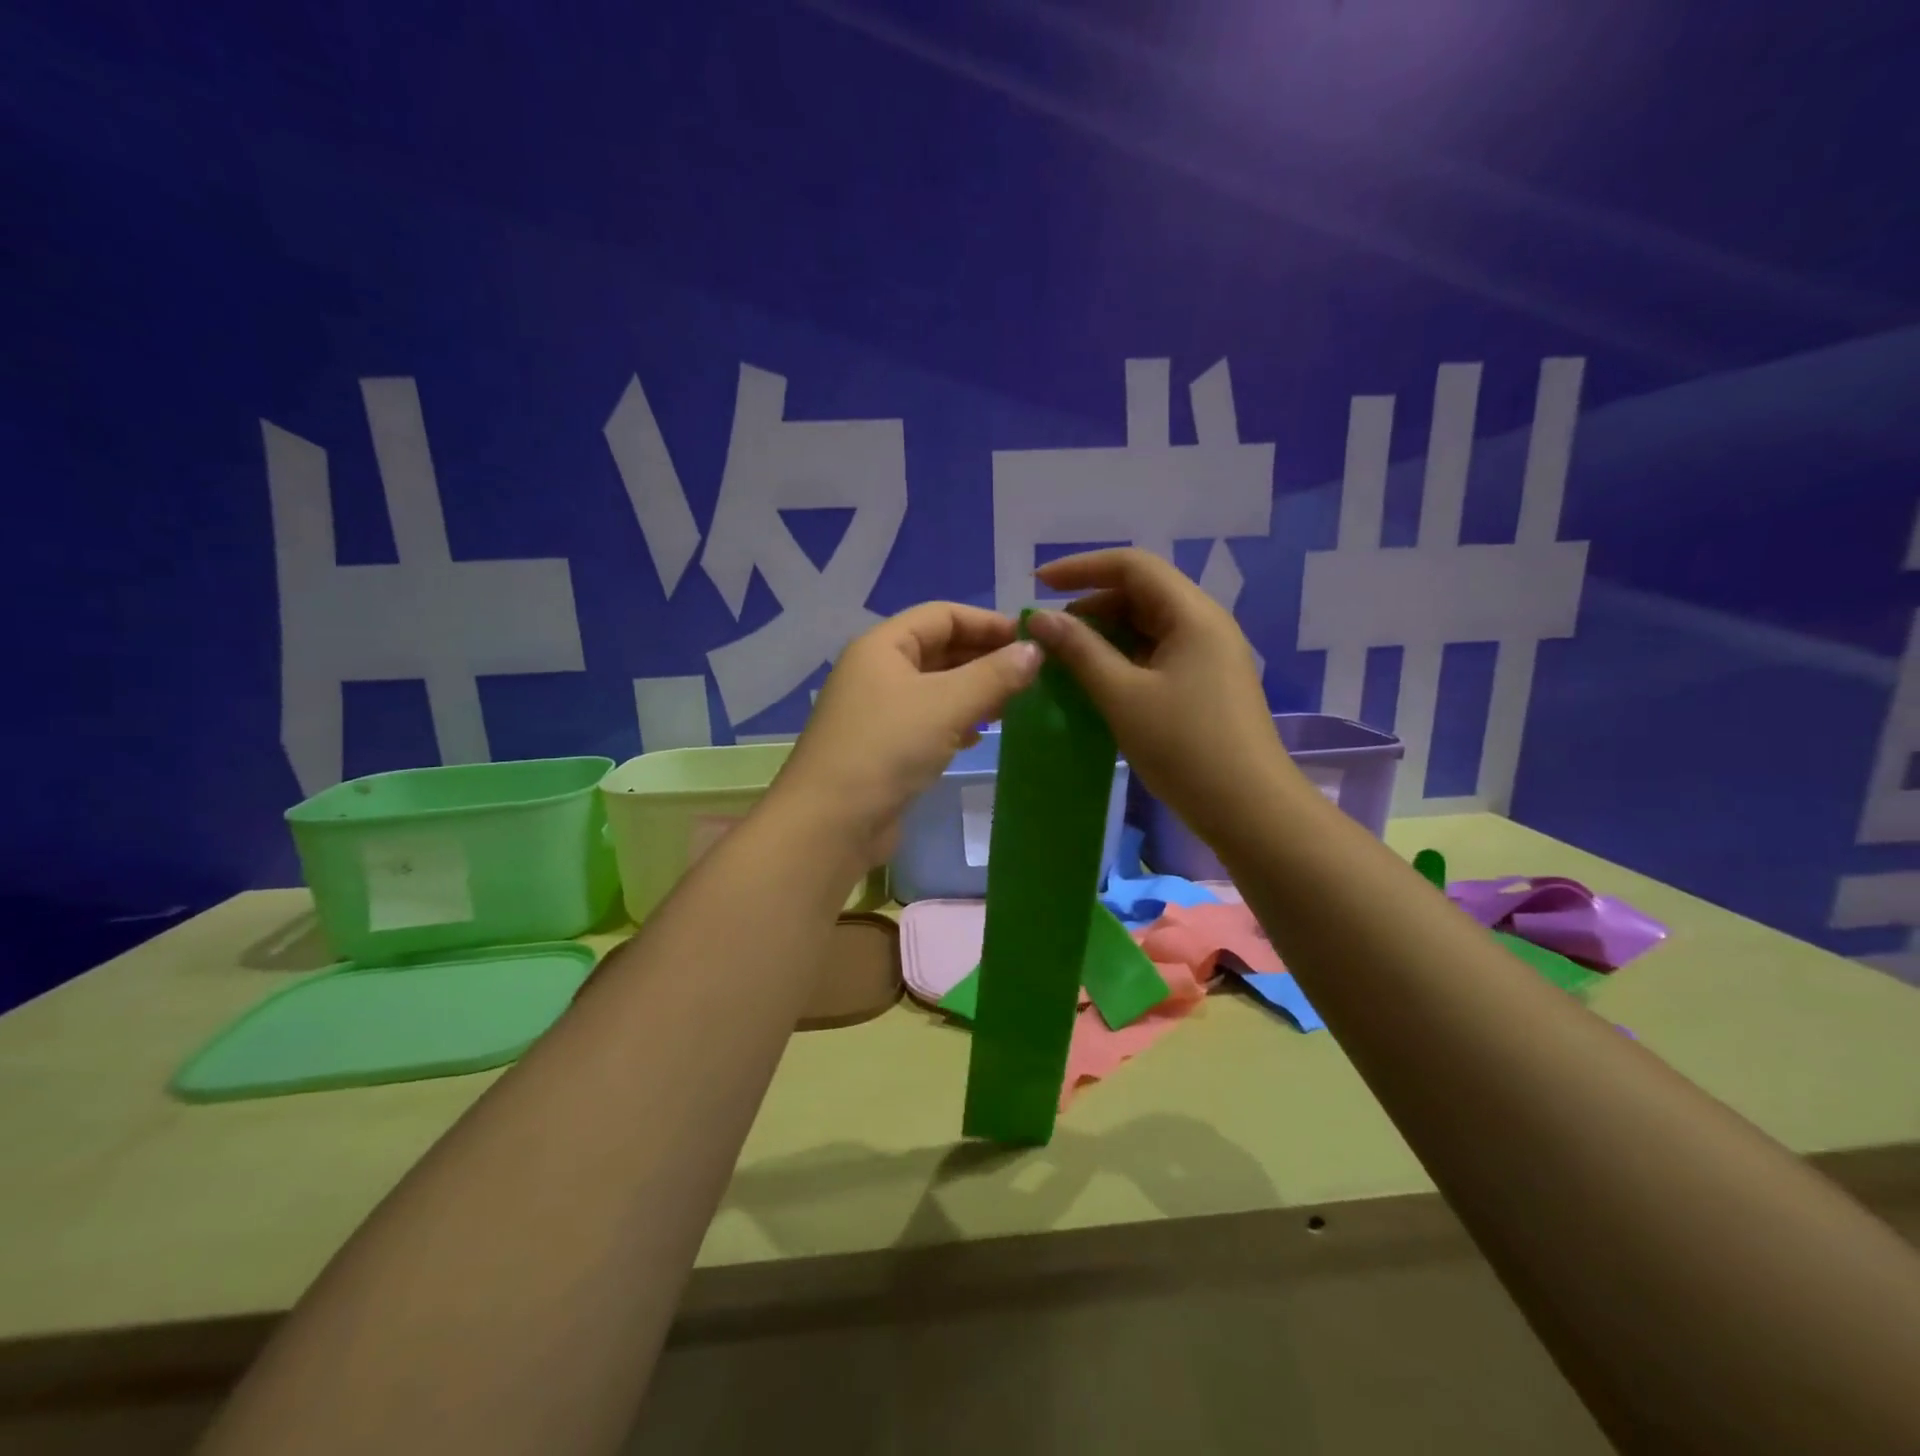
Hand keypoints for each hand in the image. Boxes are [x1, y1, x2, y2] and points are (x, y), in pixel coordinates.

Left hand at [773, 603, 1042, 864]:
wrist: (831, 823)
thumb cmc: (888, 748)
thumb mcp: (947, 705)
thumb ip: (994, 675)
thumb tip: (1035, 651)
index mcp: (883, 646)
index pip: (943, 615)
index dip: (989, 623)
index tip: (1034, 641)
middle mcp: (878, 671)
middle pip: (940, 650)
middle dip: (985, 658)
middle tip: (1033, 675)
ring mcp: (879, 712)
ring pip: (937, 689)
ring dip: (975, 692)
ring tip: (1015, 704)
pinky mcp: (884, 748)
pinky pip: (928, 721)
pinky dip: (957, 722)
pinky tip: (980, 735)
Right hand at [1027, 549, 1291, 842]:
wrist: (1249, 810)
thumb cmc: (1184, 747)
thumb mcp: (1122, 696)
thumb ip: (1080, 651)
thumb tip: (1041, 619)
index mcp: (1192, 614)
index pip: (1132, 566)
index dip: (1081, 567)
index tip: (1038, 584)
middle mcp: (1205, 624)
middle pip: (1141, 593)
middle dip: (1090, 605)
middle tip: (1049, 635)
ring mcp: (1208, 656)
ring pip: (1147, 627)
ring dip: (1104, 635)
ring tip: (1064, 660)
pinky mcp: (1206, 684)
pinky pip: (1157, 655)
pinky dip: (1122, 660)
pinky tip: (1096, 682)